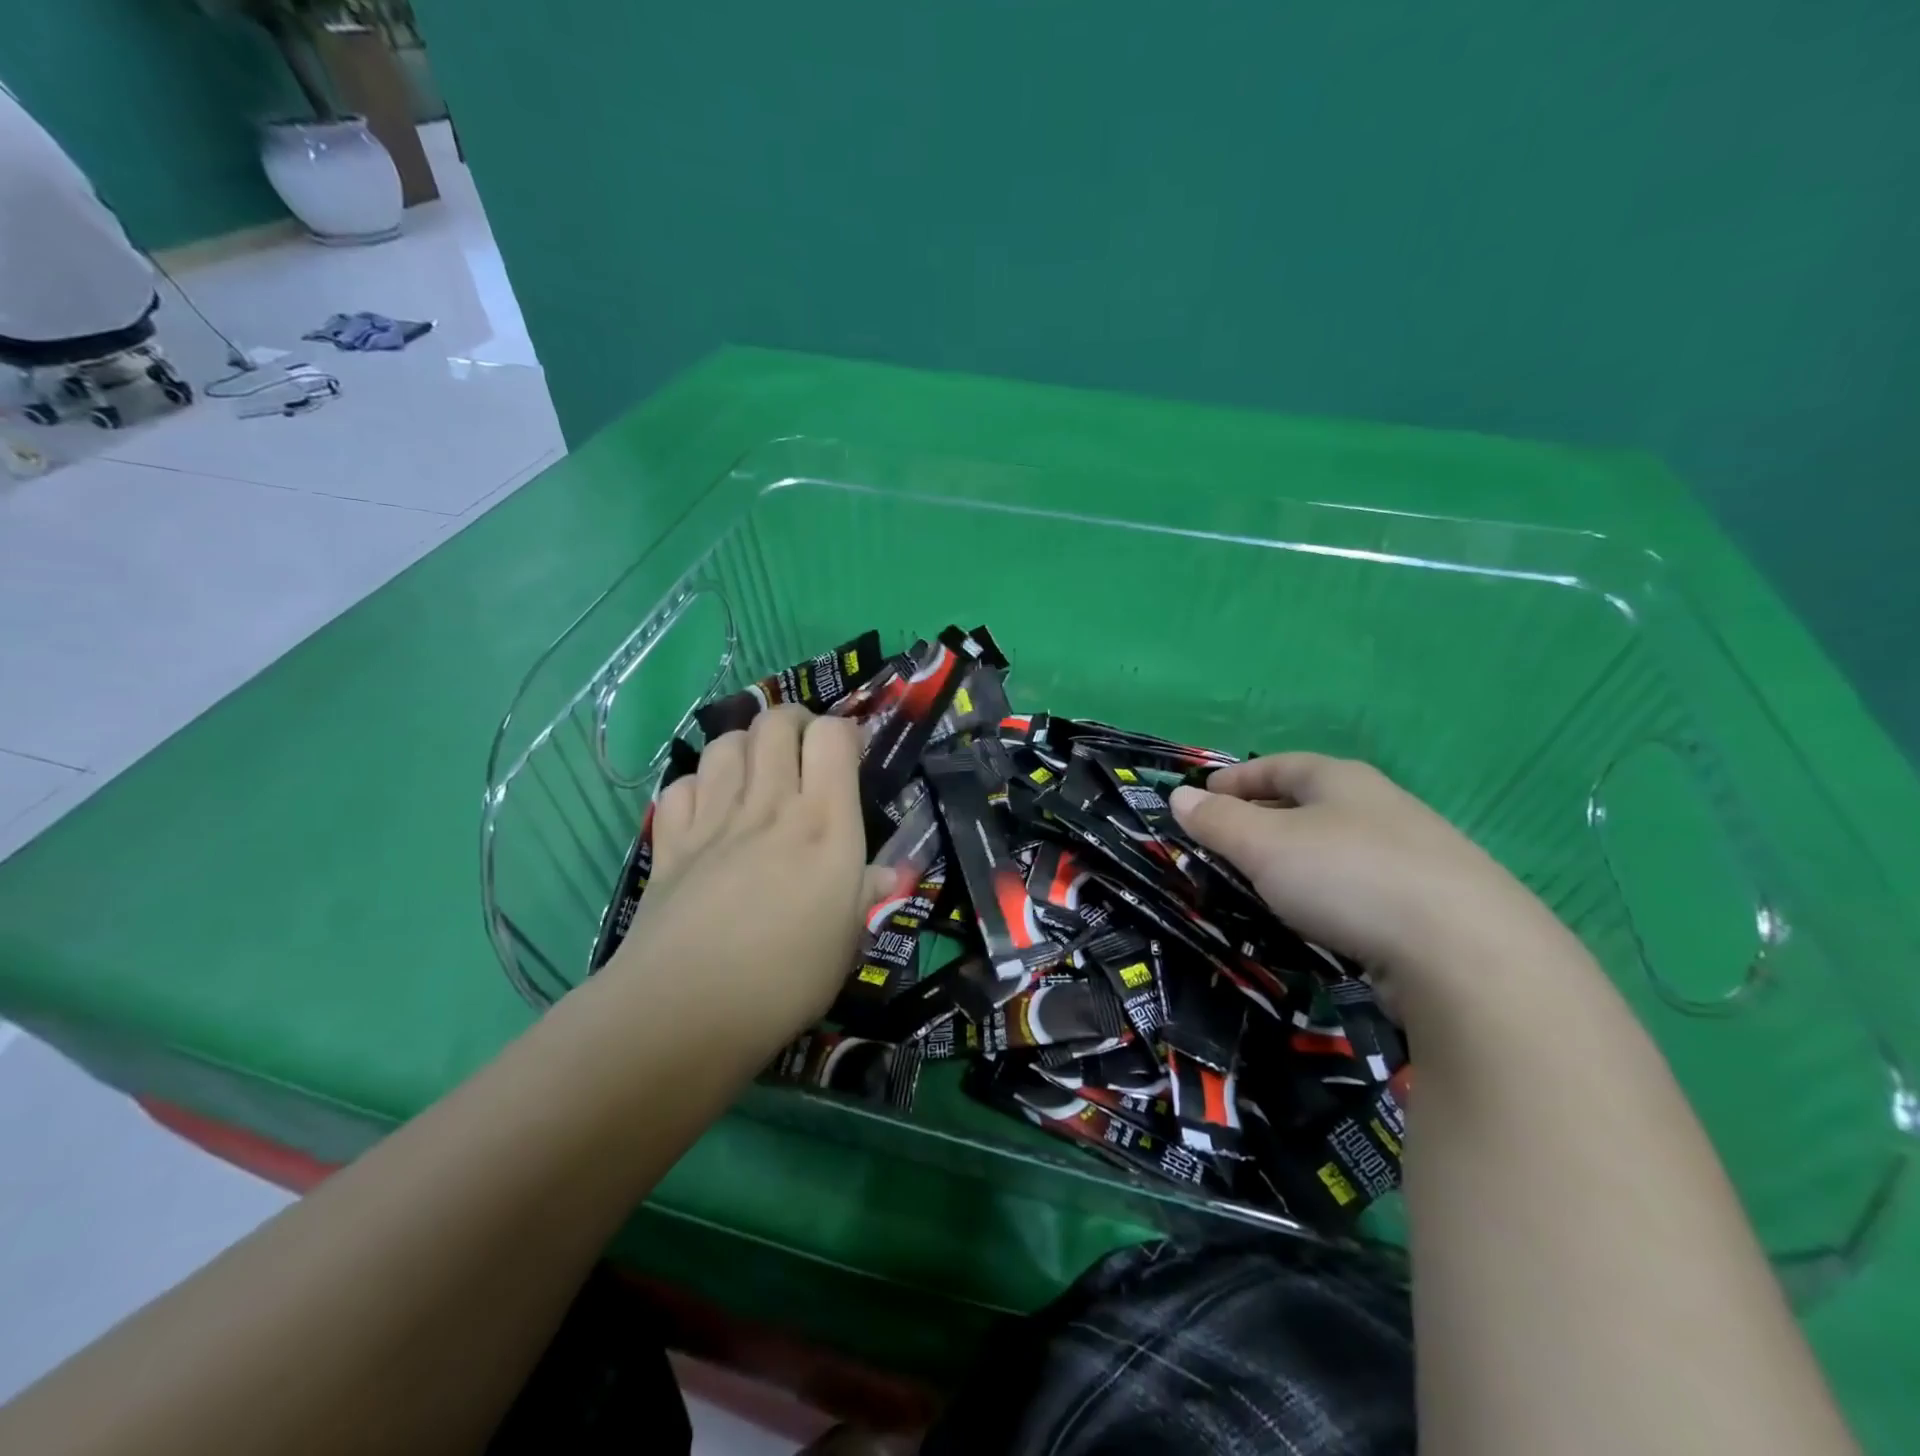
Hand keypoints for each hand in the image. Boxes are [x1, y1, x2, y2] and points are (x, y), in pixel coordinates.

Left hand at [602, 707, 867, 1058]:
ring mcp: (714, 819)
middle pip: (775, 722)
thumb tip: (885, 874)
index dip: (844, 732)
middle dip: (794, 721)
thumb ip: (865, 895)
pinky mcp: (671, 841)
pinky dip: (697, 786)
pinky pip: (681, 785)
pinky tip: (708, 809)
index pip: (833, 736)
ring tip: (757, 772)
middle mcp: (770, 805)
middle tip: (804, 750)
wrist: (686, 1011)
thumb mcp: (847, 941)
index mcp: (825, 824)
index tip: (852, 755)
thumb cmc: (786, 980)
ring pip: (726, 743)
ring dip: (746, 745)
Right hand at [1170, 753, 1573, 1010]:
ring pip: (1340, 845)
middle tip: (1229, 840)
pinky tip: (1322, 917)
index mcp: (1342, 780)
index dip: (1238, 778)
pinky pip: (1364, 885)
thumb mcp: (1264, 845)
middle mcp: (1382, 807)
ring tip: (1267, 881)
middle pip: (1312, 802)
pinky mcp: (1435, 906)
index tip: (1205, 794)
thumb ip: (1218, 822)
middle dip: (1267, 816)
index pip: (1279, 766)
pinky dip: (1331, 890)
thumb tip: (1180, 797)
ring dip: (1300, 857)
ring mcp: (1416, 856)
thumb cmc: (1348, 878)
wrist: (1469, 954)